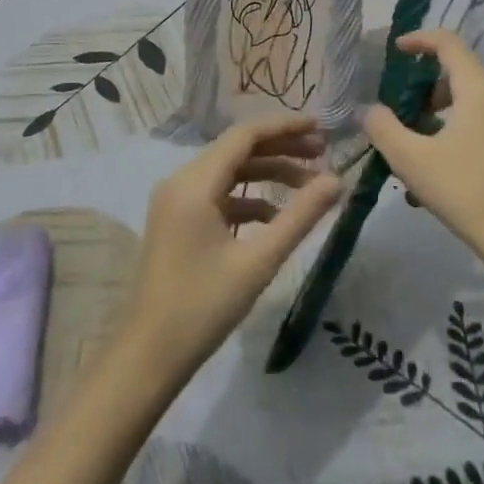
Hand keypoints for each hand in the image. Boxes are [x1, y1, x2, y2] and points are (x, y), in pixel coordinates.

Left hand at [122, 113, 340, 377]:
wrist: (149, 356)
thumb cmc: (203, 307)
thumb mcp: (259, 261)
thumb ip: (300, 216)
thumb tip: (335, 181)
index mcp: (194, 183)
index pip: (244, 135)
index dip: (284, 127)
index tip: (320, 127)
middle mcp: (181, 181)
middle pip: (237, 149)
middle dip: (281, 149)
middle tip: (322, 153)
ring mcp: (175, 201)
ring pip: (229, 172)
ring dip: (268, 174)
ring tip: (309, 185)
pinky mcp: (177, 221)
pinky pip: (218, 194)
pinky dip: (249, 198)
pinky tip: (276, 218)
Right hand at [364, 29, 483, 264]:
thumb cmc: (467, 192)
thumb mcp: (412, 160)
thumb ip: (383, 128)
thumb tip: (370, 110)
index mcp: (479, 91)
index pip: (449, 43)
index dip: (420, 40)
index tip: (396, 51)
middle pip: (459, 75)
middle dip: (425, 89)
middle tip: (402, 114)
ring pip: (470, 105)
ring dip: (439, 117)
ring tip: (415, 151)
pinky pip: (482, 127)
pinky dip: (456, 135)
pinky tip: (439, 176)